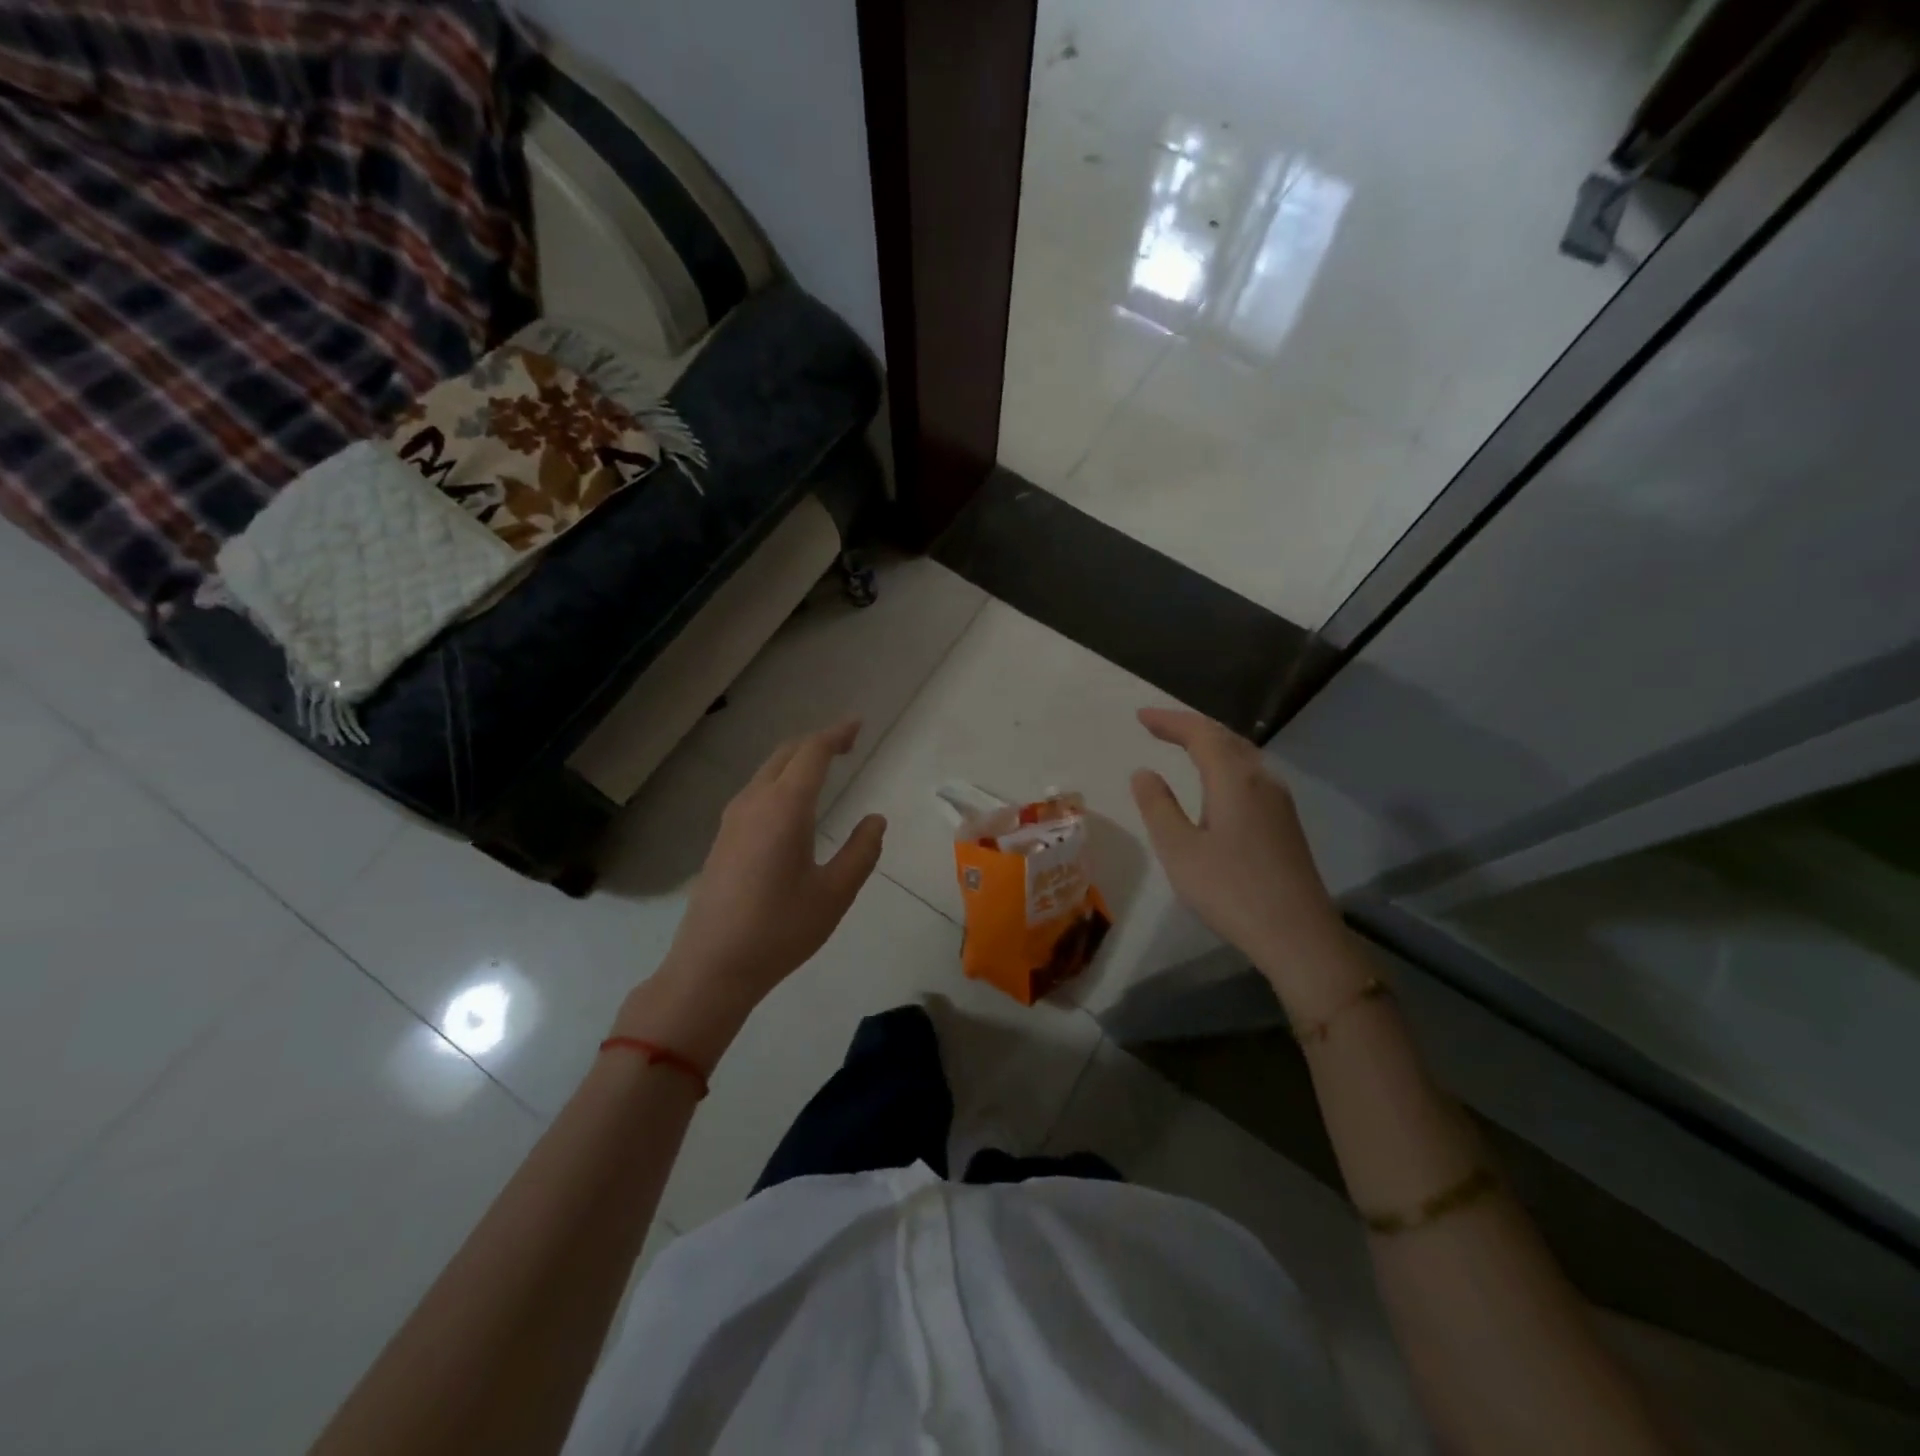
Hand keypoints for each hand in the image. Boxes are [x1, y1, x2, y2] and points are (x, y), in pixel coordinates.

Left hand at [613, 721, 886, 1066]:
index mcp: (784, 808)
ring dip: (796, 760)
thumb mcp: (834, 894)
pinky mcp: (722, 839)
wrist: (711, 967)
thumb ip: (860, 852)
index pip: (812, 753)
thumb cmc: (779, 930)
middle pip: (786, 754)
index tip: (857, 725)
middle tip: (846, 743)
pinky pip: (755, 791)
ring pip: (767, 771)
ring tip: (823, 766)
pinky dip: (780, 780)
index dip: (836, 734)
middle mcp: (754, 803)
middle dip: (817, 742)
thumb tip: (875, 820)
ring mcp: (732, 820)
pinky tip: (792, 802)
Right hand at [1130, 708, 1347, 999]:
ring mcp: (1279, 801)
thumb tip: (1144, 772)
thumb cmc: (1231, 890)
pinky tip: (1217, 782)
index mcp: (1235, 779)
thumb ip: (1158, 806)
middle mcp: (1262, 780)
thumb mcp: (1179, 850)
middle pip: (1225, 737)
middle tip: (1157, 725)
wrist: (1298, 935)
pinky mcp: (1285, 822)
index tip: (1140, 716)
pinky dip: (1225, 763)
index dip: (1169, 721)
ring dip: (1210, 743)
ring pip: (1242, 755)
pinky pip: (1251, 774)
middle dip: (1189, 726)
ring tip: (1183, 745)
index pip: (1200, 733)